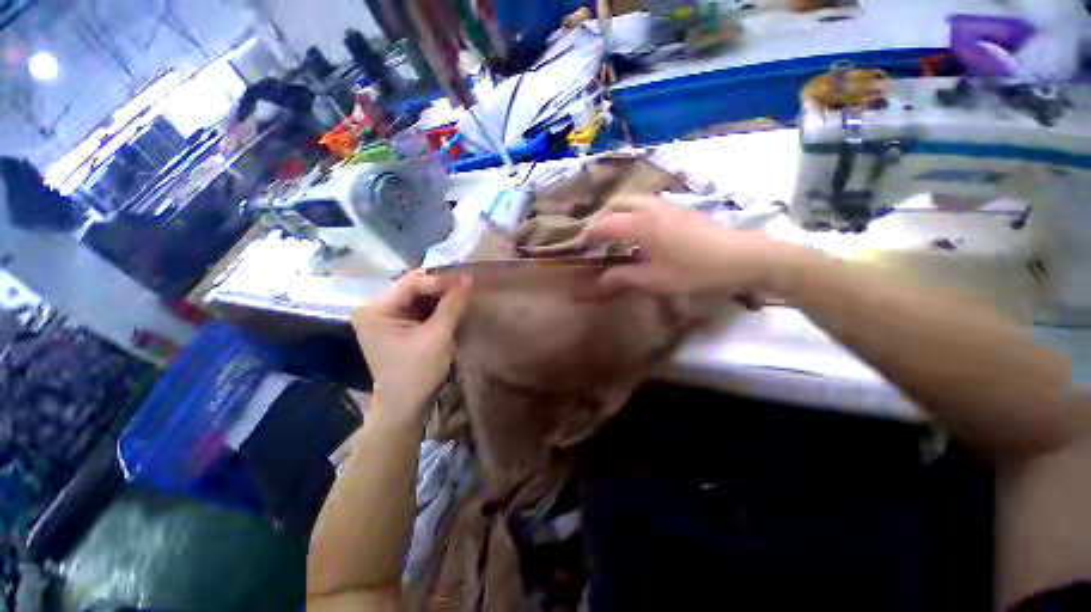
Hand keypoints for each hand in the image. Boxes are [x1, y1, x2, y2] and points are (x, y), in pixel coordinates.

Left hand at [351, 270, 471, 420]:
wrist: (404, 406)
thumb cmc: (417, 373)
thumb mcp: (437, 336)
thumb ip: (452, 304)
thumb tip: (468, 276)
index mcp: (376, 310)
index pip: (411, 282)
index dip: (440, 280)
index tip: (467, 281)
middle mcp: (375, 308)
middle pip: (413, 287)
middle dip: (441, 287)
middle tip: (467, 287)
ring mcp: (384, 316)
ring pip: (417, 296)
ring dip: (440, 296)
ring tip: (463, 294)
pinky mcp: (395, 325)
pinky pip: (418, 307)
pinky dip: (436, 306)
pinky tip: (452, 306)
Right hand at [586, 196, 792, 294]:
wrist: (741, 256)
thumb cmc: (695, 270)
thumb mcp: (655, 279)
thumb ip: (623, 277)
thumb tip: (598, 281)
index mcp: (641, 225)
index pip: (604, 223)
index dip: (588, 234)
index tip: (579, 246)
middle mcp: (650, 208)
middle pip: (616, 202)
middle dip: (600, 217)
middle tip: (594, 237)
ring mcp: (666, 206)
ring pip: (632, 200)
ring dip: (616, 213)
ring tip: (613, 234)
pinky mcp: (678, 209)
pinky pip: (645, 204)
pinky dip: (631, 213)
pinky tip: (637, 232)